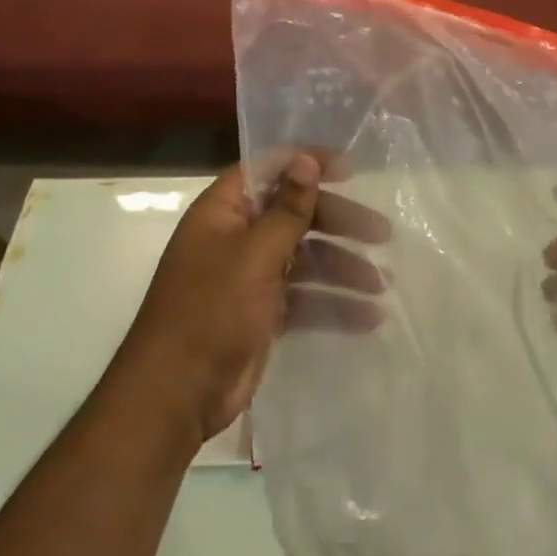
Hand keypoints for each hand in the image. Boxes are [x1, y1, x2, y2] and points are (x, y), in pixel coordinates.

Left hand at [116, 156, 389, 442]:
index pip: (269, 169)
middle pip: (296, 215)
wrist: (174, 398)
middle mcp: (237, 237)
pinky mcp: (262, 313)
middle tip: (382, 232)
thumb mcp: (253, 254)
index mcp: (224, 211)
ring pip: (306, 258)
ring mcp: (250, 276)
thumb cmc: (210, 311)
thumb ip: (287, 208)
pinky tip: (369, 316)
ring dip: (343, 267)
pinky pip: (304, 298)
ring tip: (382, 283)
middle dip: (339, 222)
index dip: (308, 164)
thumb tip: (306, 157)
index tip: (351, 169)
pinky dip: (333, 304)